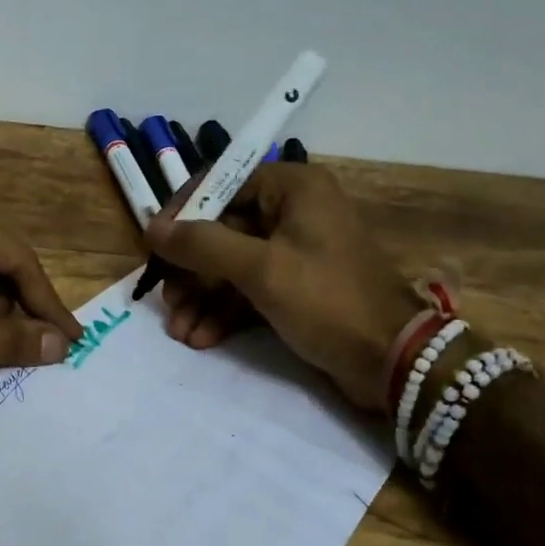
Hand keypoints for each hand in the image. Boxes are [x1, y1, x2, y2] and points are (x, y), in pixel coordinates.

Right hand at [144, 163, 424, 410]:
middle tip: (167, 301)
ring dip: (203, 297)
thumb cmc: (327, 300)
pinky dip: (224, 311)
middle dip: (191, 270)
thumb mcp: (260, 269)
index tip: (154, 246)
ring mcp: (295, 251)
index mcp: (292, 188)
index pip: (221, 184)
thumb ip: (202, 245)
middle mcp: (293, 210)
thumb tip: (151, 227)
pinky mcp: (296, 286)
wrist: (393, 361)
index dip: (183, 214)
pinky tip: (202, 337)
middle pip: (223, 229)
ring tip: (179, 330)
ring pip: (232, 264)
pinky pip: (249, 289)